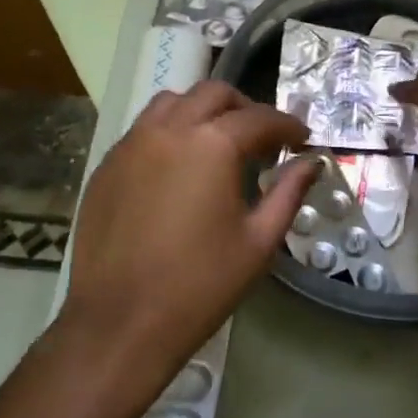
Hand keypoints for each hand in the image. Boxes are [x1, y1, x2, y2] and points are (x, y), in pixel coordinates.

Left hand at [56, 80, 316, 415]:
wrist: (121, 323)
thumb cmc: (200, 285)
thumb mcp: (258, 241)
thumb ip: (289, 192)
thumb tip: (311, 162)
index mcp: (211, 144)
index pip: (259, 118)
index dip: (287, 125)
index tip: (302, 139)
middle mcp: (168, 130)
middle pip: (213, 94)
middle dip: (245, 108)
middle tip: (263, 138)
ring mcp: (130, 145)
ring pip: (171, 103)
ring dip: (202, 111)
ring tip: (217, 142)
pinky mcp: (106, 166)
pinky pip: (142, 130)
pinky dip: (169, 131)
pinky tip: (178, 167)